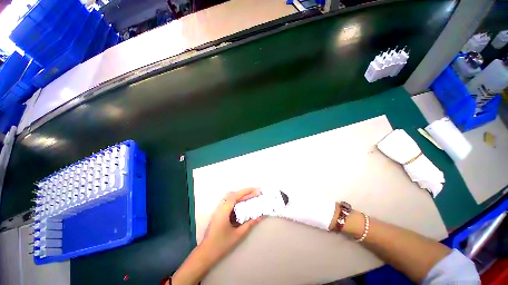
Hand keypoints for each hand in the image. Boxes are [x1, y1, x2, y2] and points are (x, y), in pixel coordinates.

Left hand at [201, 188, 262, 260]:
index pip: (235, 196)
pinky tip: (242, 205)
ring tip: (250, 197)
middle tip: (255, 193)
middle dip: (244, 193)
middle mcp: (220, 207)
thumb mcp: (238, 235)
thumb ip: (249, 224)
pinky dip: (236, 201)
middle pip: (232, 195)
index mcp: (224, 211)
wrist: (205, 253)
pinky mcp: (218, 214)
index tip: (255, 190)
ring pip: (230, 198)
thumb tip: (260, 216)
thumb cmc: (221, 244)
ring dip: (240, 196)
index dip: (246, 191)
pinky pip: (228, 203)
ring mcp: (218, 210)